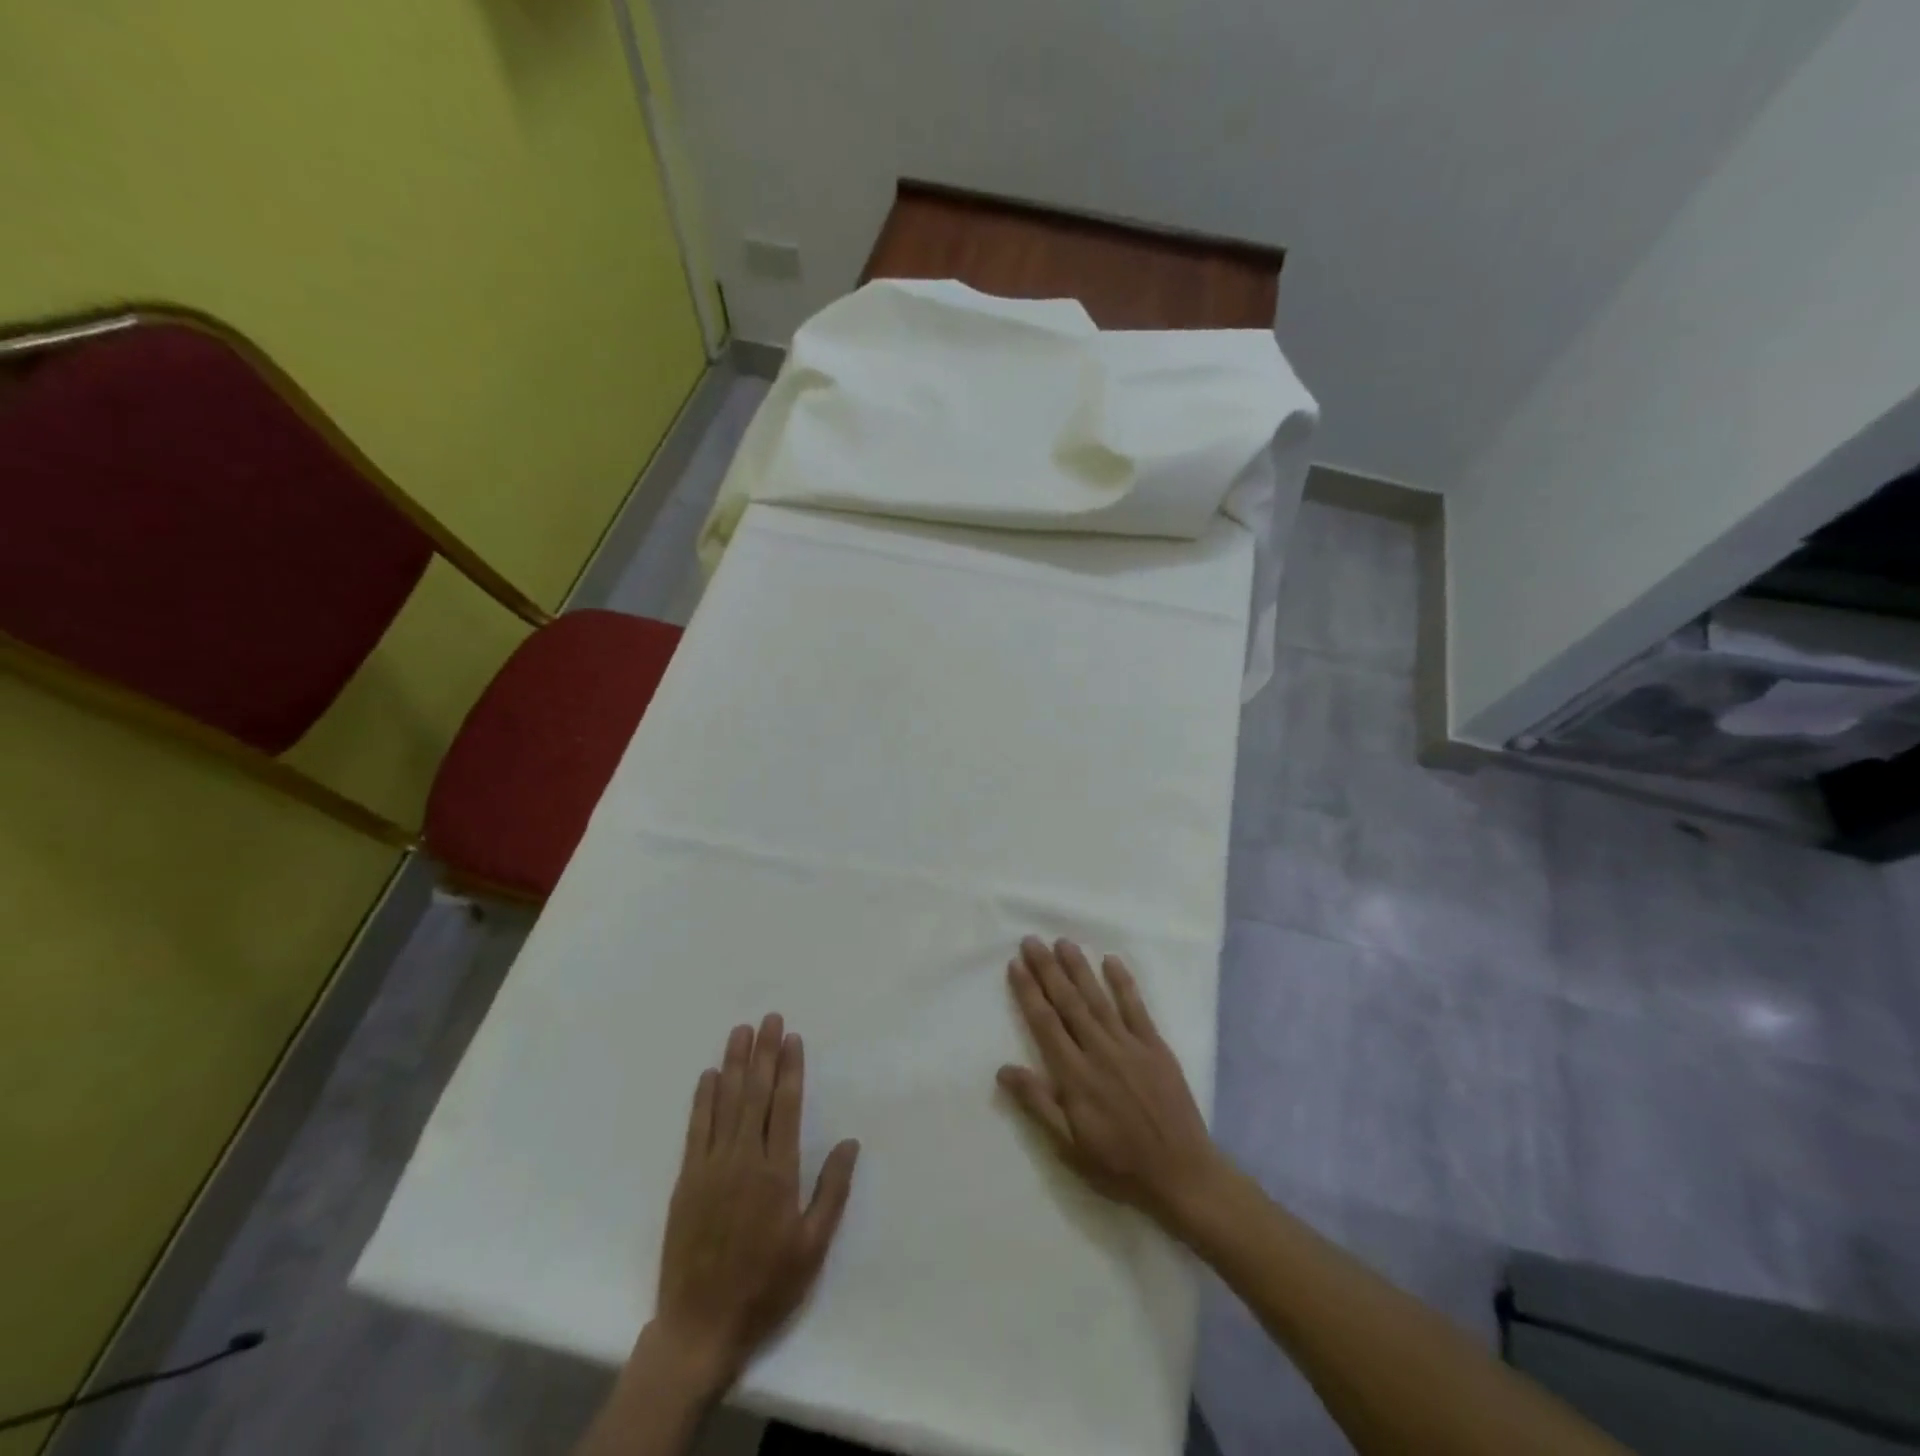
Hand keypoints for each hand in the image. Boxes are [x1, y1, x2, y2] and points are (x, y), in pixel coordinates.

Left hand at [649, 1014, 859, 1396]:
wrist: (700, 1327)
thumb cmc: (765, 1286)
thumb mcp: (812, 1247)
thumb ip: (832, 1191)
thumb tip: (850, 1142)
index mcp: (778, 1173)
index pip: (785, 1106)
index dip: (790, 1068)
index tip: (792, 1038)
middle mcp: (744, 1160)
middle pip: (755, 1094)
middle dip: (763, 1053)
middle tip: (768, 1019)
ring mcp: (712, 1167)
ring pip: (725, 1103)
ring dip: (734, 1064)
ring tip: (740, 1032)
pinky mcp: (687, 1181)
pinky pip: (696, 1129)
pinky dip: (703, 1099)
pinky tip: (709, 1075)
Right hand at [998, 937, 1221, 1233]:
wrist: (1181, 1174)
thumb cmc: (1118, 1164)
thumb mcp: (1069, 1146)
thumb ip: (1037, 1103)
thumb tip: (1003, 1069)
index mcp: (1075, 1075)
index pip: (1045, 1023)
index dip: (1029, 992)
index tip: (1015, 965)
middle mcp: (1099, 1051)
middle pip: (1068, 1002)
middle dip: (1047, 969)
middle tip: (1032, 941)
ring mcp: (1130, 1045)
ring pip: (1098, 998)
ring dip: (1078, 968)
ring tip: (1063, 942)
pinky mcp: (1156, 1046)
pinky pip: (1136, 1008)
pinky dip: (1123, 983)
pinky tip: (1111, 961)